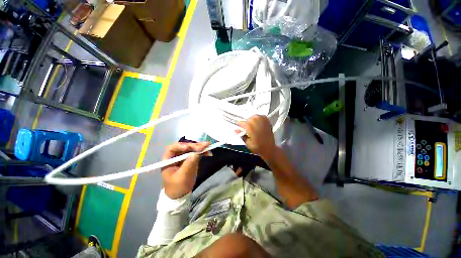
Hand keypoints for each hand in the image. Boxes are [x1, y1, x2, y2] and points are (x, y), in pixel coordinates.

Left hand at [161, 142, 209, 198]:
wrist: (180, 195)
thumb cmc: (177, 187)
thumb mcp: (182, 177)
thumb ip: (188, 164)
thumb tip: (196, 153)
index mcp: (169, 160)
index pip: (173, 148)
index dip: (181, 146)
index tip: (189, 148)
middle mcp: (176, 156)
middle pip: (185, 147)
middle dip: (194, 146)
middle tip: (205, 145)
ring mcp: (184, 157)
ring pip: (191, 149)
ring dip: (200, 147)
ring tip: (208, 146)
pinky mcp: (190, 159)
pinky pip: (196, 153)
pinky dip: (202, 152)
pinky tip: (208, 152)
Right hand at [237, 115, 275, 160]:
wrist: (269, 148)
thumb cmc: (258, 147)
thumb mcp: (247, 143)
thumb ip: (241, 135)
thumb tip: (236, 130)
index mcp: (250, 127)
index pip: (242, 122)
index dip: (241, 126)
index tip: (241, 129)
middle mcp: (256, 121)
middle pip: (248, 119)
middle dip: (247, 124)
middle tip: (249, 131)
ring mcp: (263, 120)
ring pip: (254, 117)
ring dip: (253, 121)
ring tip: (254, 128)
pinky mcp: (267, 120)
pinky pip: (260, 116)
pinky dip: (258, 119)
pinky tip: (259, 125)